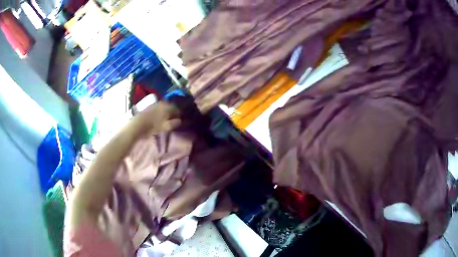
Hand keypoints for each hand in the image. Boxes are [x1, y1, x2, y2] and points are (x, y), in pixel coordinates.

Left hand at [131, 101, 180, 135]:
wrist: (138, 125)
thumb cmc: (152, 127)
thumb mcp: (165, 127)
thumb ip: (173, 123)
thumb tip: (179, 120)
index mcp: (168, 107)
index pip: (176, 109)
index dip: (178, 114)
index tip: (179, 119)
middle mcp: (162, 103)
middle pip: (170, 106)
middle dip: (172, 112)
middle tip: (172, 119)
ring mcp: (155, 104)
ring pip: (164, 106)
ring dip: (166, 111)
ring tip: (165, 118)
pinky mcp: (149, 106)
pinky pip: (158, 107)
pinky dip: (160, 111)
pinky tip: (158, 117)